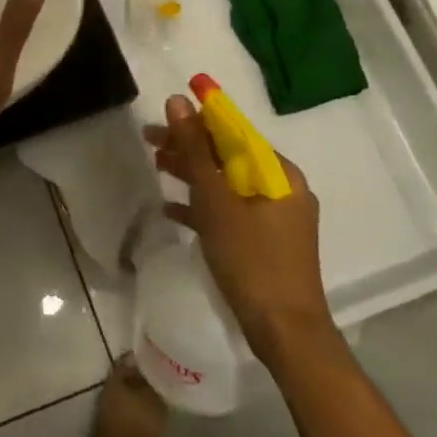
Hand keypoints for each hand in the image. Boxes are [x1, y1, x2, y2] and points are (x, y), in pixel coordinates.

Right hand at [145, 94, 336, 360]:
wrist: (286, 334)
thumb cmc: (251, 260)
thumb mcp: (216, 201)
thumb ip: (194, 150)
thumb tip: (178, 101)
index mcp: (279, 173)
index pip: (234, 131)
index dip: (197, 120)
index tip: (162, 117)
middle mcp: (283, 188)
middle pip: (229, 156)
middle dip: (189, 148)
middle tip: (150, 141)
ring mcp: (276, 217)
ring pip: (227, 183)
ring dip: (192, 174)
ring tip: (157, 166)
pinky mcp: (266, 242)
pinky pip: (231, 211)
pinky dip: (204, 206)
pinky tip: (171, 208)